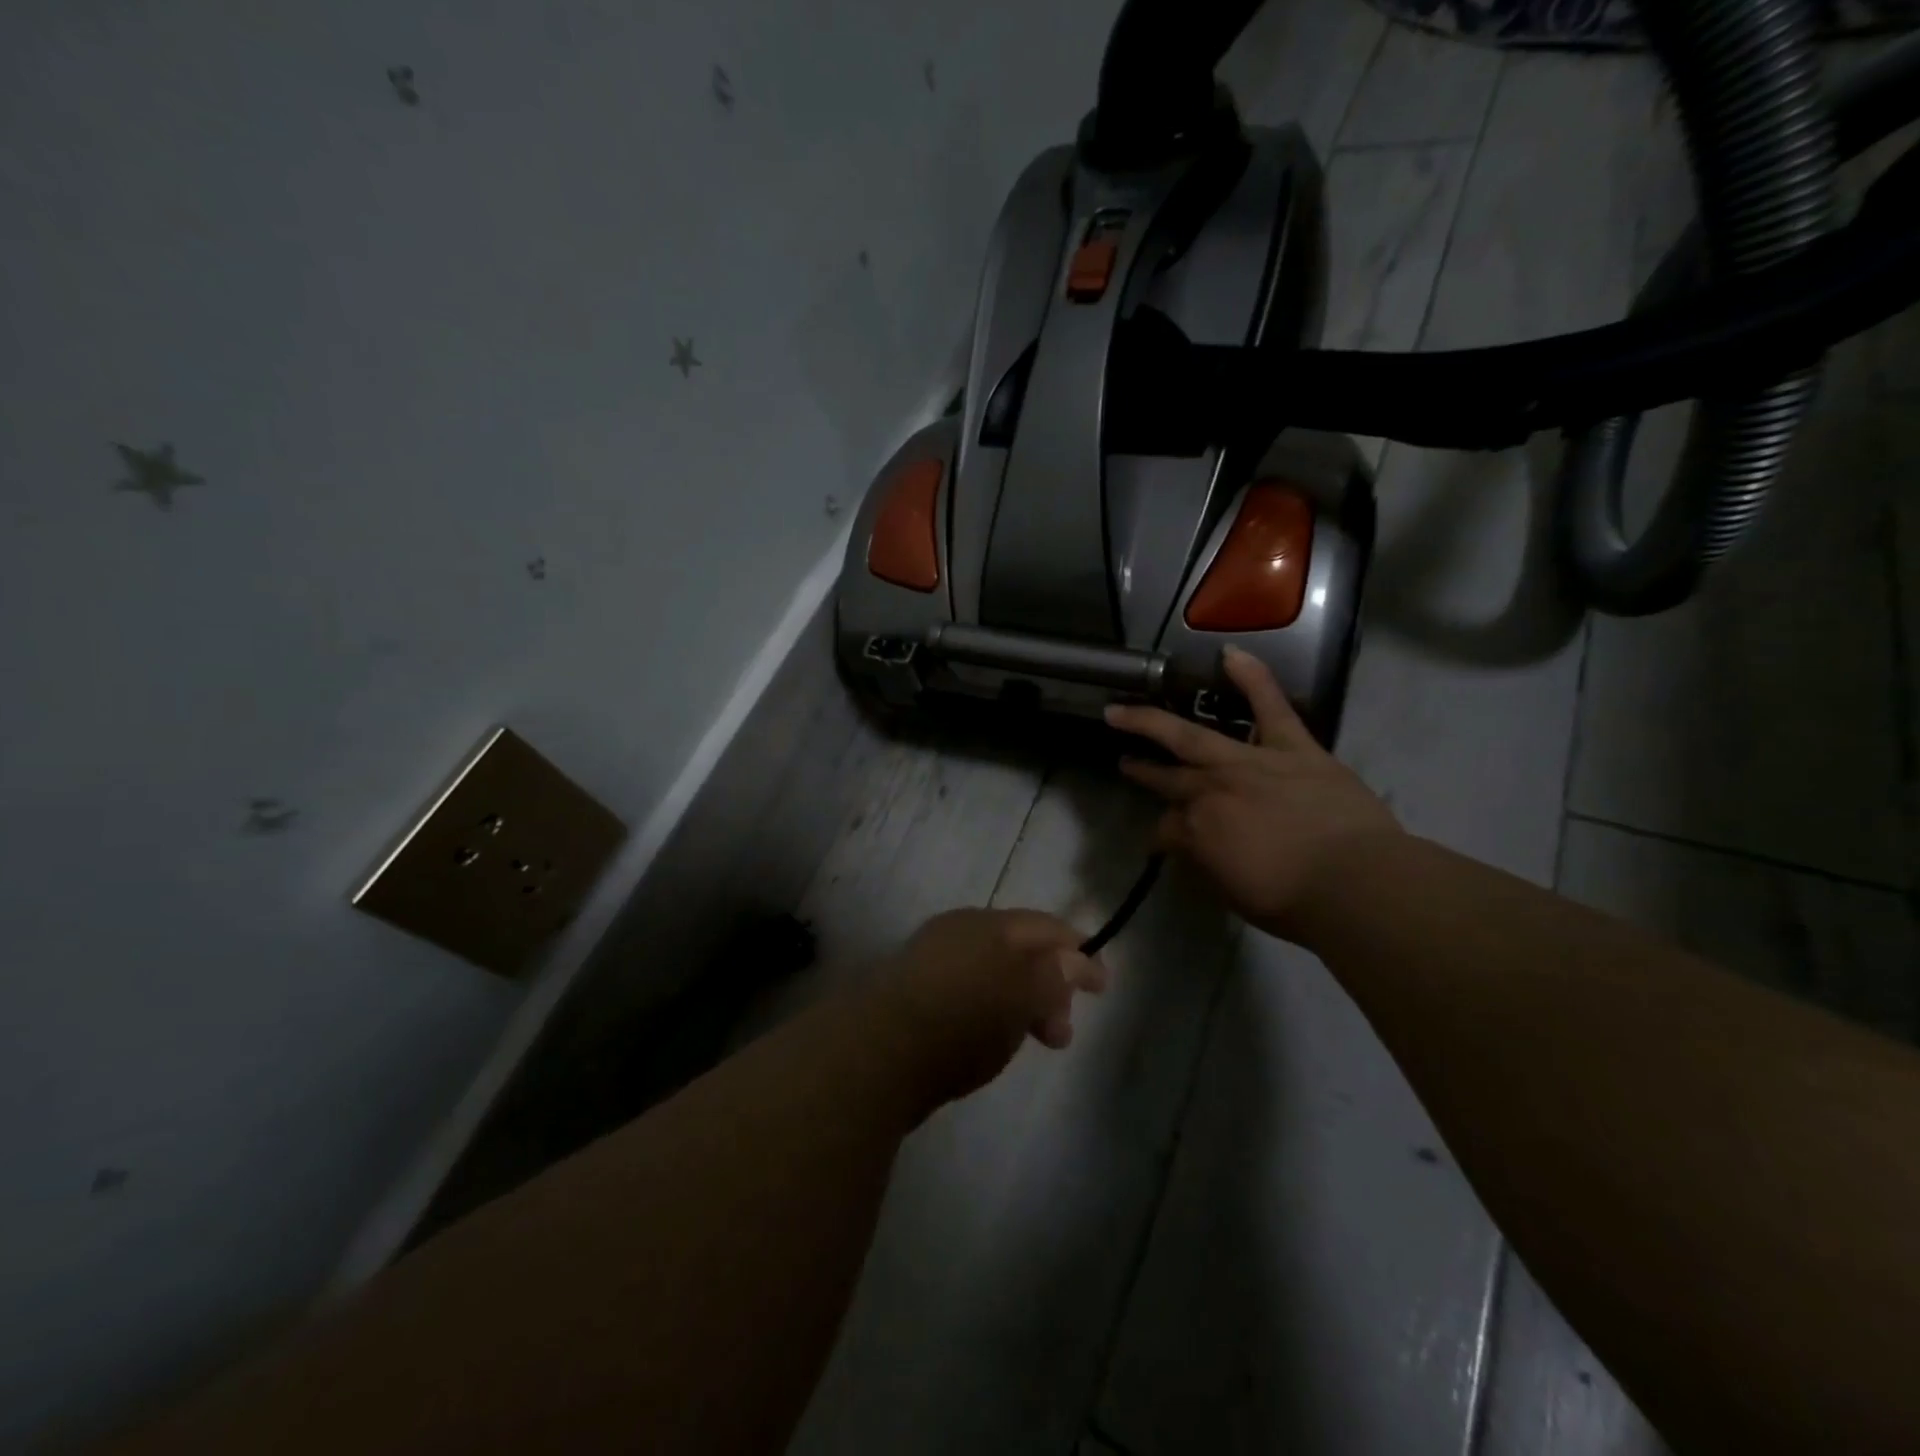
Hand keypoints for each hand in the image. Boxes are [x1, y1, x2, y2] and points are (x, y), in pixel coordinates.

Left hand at [871, 909, 1108, 1105]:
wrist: (877, 1053)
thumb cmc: (963, 1019)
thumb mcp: (1022, 994)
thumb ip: (1052, 974)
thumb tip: (1071, 958)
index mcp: (987, 924)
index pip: (1044, 926)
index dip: (1078, 951)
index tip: (1102, 984)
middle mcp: (959, 933)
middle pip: (1018, 950)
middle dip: (1049, 986)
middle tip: (1062, 1032)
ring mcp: (932, 961)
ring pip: (993, 974)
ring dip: (1021, 1003)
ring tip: (1031, 1042)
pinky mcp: (913, 994)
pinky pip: (968, 993)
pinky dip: (991, 1012)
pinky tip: (989, 1042)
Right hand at [1106, 646, 1400, 943]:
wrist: (1356, 884)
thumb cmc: (1294, 902)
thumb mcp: (1233, 894)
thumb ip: (1205, 865)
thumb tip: (1188, 849)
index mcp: (1198, 830)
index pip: (1166, 828)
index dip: (1163, 837)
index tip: (1165, 844)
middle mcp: (1211, 789)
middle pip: (1168, 777)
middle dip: (1142, 769)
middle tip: (1124, 760)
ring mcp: (1249, 762)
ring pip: (1191, 736)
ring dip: (1153, 723)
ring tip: (1126, 711)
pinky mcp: (1292, 747)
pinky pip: (1270, 706)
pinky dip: (1253, 678)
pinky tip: (1230, 654)